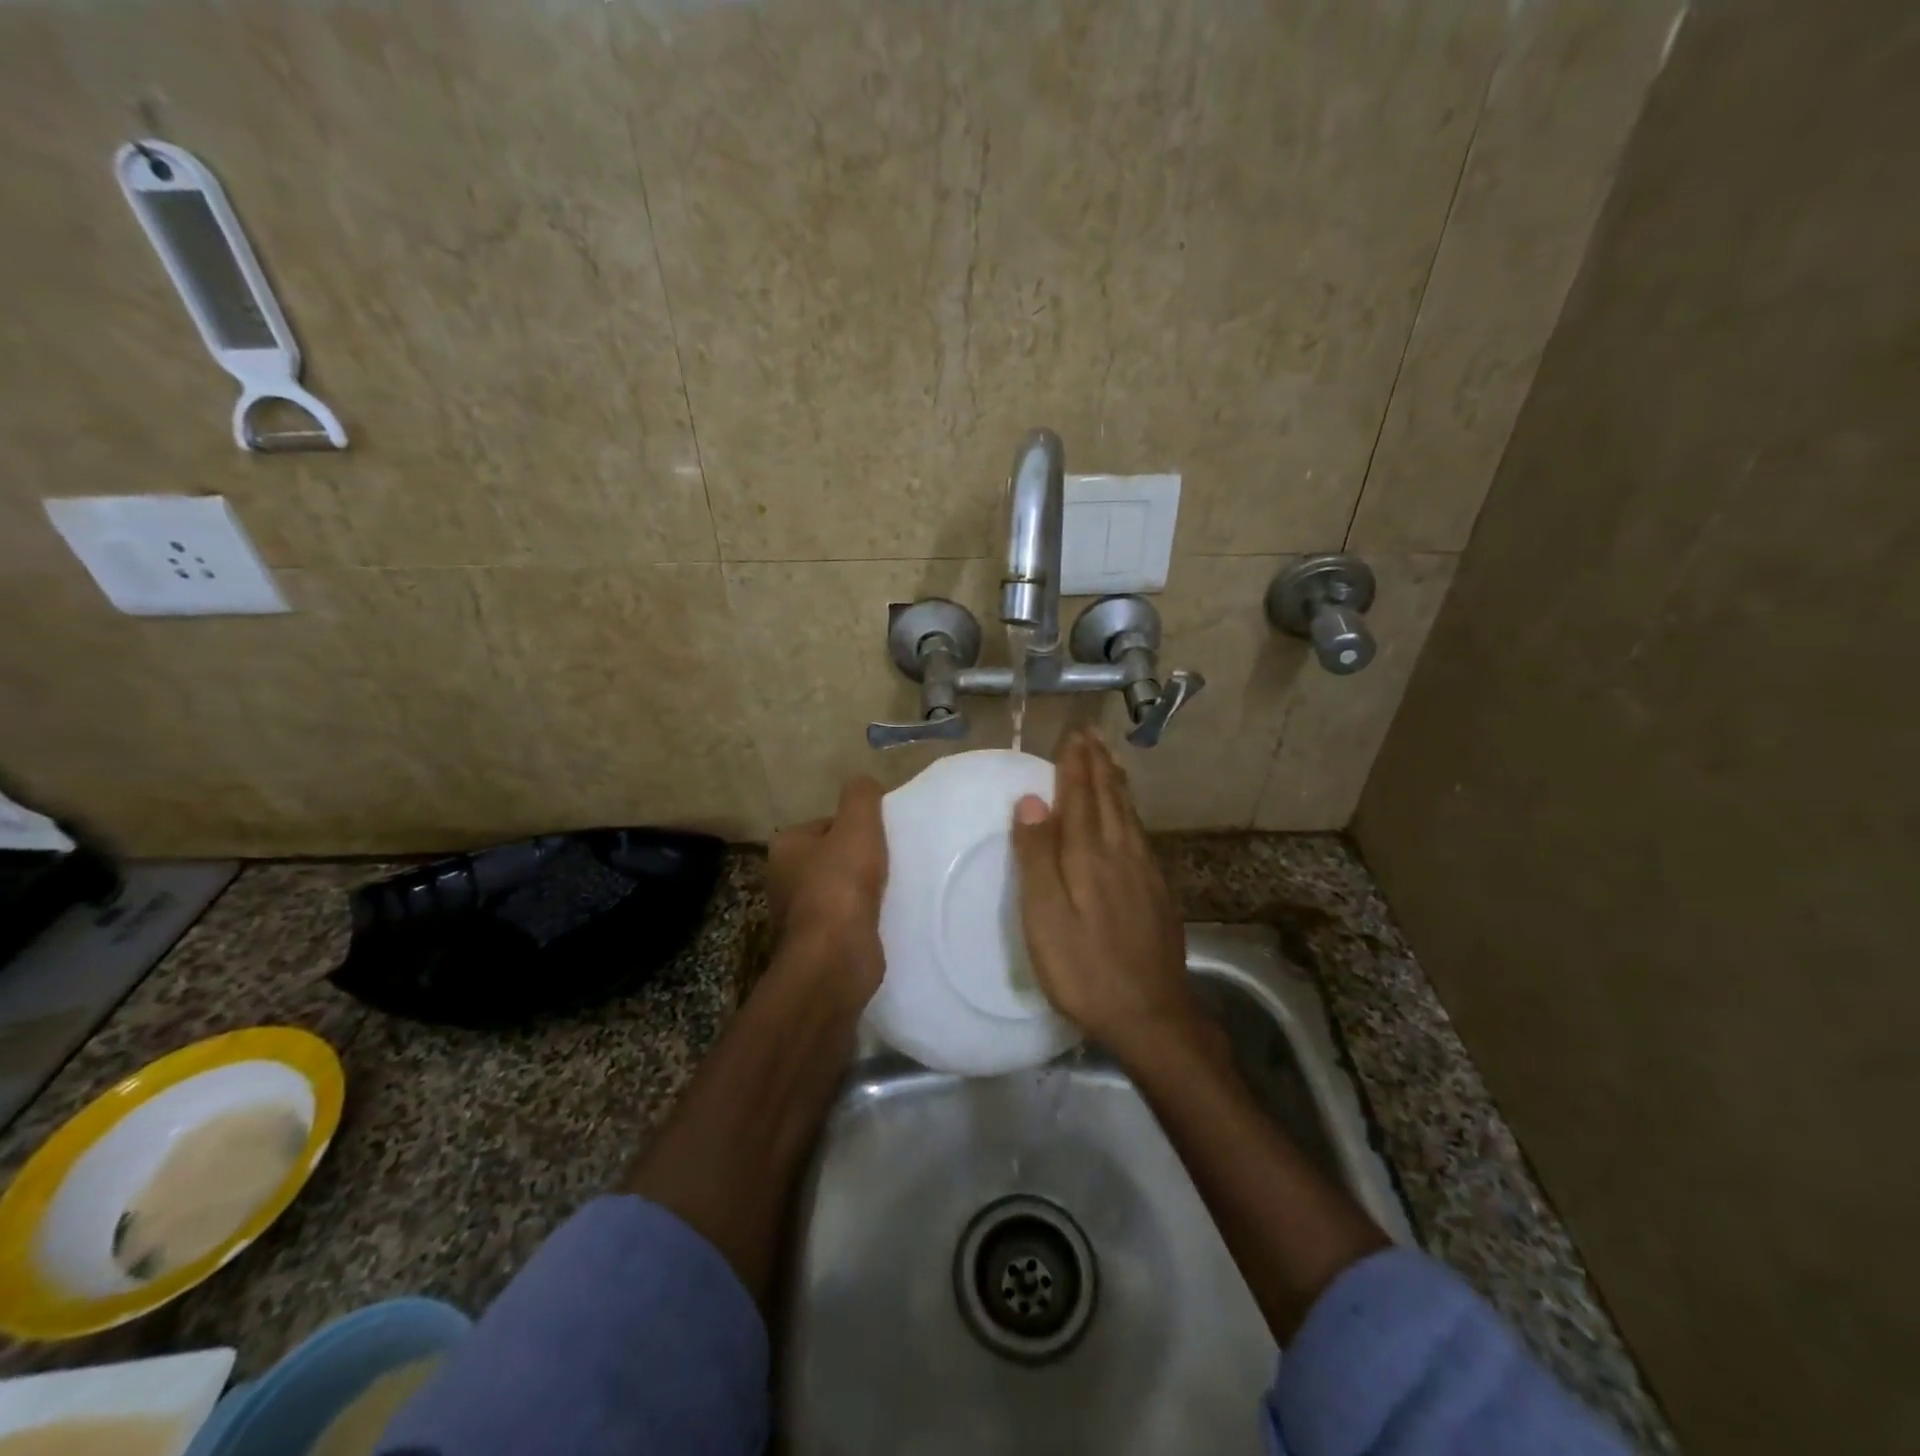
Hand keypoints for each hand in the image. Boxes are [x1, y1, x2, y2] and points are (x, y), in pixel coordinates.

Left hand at [766, 776, 888, 1007]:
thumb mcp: (857, 824)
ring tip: (893, 888)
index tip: (882, 837)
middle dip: (861, 858)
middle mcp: (784, 879)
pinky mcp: (819, 943)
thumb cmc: (841, 884)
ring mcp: (800, 915)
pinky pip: (848, 919)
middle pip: (834, 856)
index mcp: (785, 847)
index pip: (827, 825)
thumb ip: (861, 796)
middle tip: (892, 860)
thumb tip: (864, 784)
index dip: (857, 827)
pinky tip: (886, 915)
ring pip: (842, 889)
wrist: (836, 957)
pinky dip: (866, 916)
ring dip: (865, 889)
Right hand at [1011, 729, 1201, 1061]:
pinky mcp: (1157, 890)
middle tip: (1090, 734)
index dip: (1074, 764)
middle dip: (1097, 763)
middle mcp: (1121, 852)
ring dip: (1115, 782)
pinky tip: (1128, 815)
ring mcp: (1144, 871)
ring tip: (1108, 760)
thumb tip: (1031, 800)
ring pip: (1128, 813)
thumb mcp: (1045, 917)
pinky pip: (1140, 833)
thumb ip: (1037, 857)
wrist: (1152, 1014)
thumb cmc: (1084, 968)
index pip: (1079, 797)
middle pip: (1108, 797)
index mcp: (1089, 855)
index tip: (1072, 734)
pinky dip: (1130, 810)